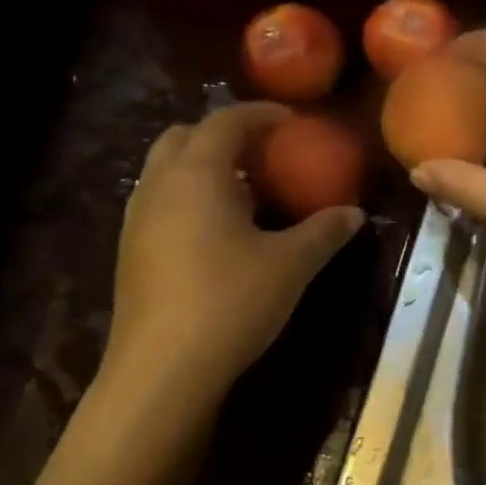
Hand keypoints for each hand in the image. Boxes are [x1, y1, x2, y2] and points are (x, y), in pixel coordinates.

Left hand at [101, 103, 364, 392]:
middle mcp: (159, 185)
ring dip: (203, 166)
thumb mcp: (290, 265)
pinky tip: (218, 233)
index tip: (291, 121)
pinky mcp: (131, 251)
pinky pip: (160, 202)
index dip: (260, 114)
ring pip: (166, 170)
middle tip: (262, 152)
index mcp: (197, 174)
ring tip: (244, 192)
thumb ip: (324, 231)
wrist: (162, 370)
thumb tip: (354, 213)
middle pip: (185, 136)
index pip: (226, 121)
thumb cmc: (231, 302)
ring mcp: (137, 219)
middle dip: (223, 134)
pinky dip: (189, 197)